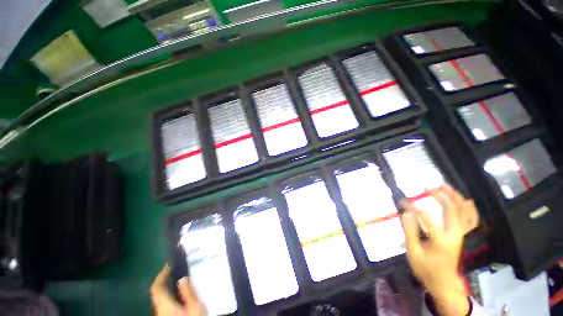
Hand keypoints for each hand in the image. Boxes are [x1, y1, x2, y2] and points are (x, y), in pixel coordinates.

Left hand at [150, 264, 206, 315]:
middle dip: (166, 281)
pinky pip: (166, 305)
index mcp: (165, 306)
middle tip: (178, 270)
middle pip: (158, 294)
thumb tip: (182, 279)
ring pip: (162, 300)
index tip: (169, 264)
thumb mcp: (196, 308)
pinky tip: (182, 294)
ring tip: (182, 279)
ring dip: (168, 288)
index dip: (161, 275)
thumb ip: (189, 294)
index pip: (156, 288)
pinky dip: (171, 296)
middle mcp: (159, 311)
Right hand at [401, 184, 478, 315]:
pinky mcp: (462, 236)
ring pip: (465, 213)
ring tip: (446, 187)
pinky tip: (465, 200)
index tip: (404, 202)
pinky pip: (471, 220)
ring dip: (456, 198)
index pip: (427, 219)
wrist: (444, 282)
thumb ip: (410, 231)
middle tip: (430, 187)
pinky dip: (470, 209)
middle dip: (442, 196)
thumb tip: (406, 212)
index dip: (414, 208)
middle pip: (453, 211)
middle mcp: (455, 235)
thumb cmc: (426, 269)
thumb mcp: (414, 252)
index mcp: (441, 241)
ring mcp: (461, 235)